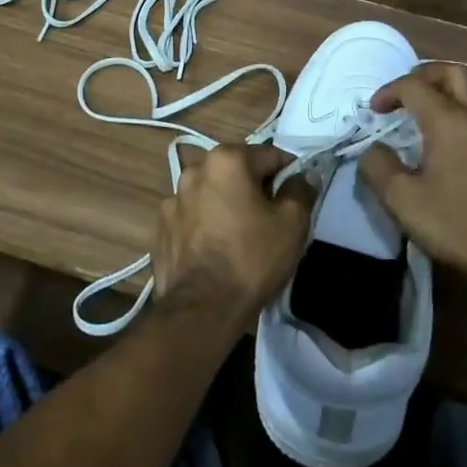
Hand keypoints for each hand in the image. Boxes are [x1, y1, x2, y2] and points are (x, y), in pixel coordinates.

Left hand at [154, 144, 316, 324]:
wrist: (200, 310)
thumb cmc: (251, 259)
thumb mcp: (292, 223)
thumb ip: (301, 190)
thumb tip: (305, 174)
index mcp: (227, 159)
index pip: (270, 155)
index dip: (289, 175)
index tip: (296, 200)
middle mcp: (195, 169)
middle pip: (237, 171)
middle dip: (255, 188)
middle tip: (271, 220)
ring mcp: (172, 199)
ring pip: (212, 193)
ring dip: (227, 205)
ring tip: (240, 238)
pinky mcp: (160, 227)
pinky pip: (192, 217)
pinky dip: (204, 225)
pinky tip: (215, 250)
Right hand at [358, 62, 466, 288]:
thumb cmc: (455, 226)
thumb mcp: (401, 200)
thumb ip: (378, 166)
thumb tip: (375, 149)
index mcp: (450, 121)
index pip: (414, 86)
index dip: (389, 91)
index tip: (375, 110)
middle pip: (454, 72)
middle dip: (425, 74)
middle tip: (406, 93)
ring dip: (450, 95)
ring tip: (430, 117)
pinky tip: (461, 151)